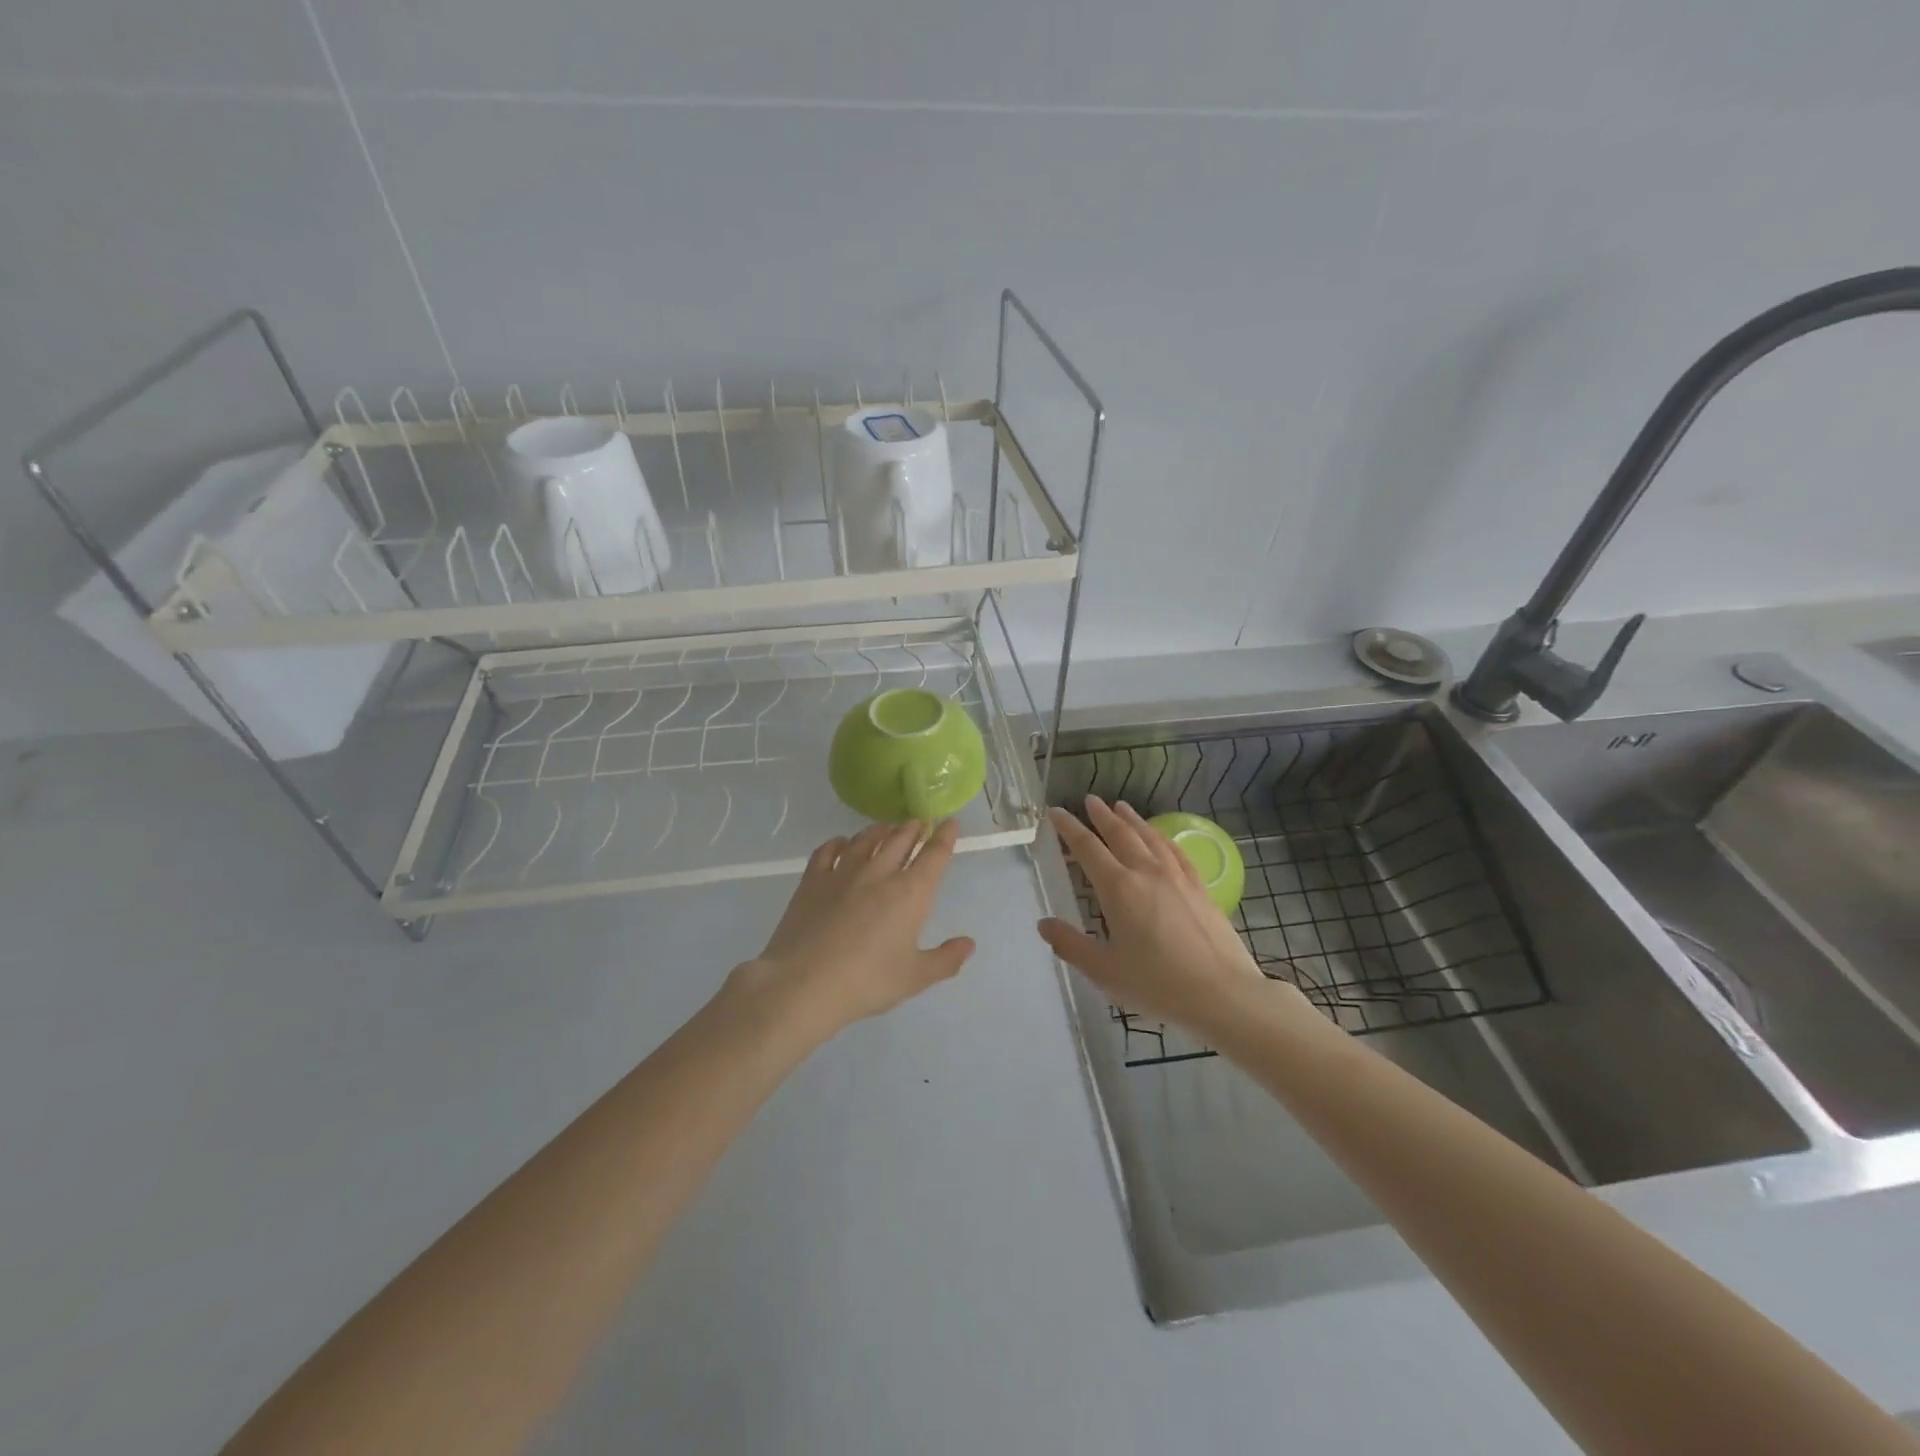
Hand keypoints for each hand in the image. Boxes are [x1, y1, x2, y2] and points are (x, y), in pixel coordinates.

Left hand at [726, 820, 974, 1044]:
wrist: (803, 983)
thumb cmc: (867, 982)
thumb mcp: (914, 978)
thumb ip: (945, 960)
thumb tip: (968, 944)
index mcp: (910, 893)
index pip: (934, 855)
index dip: (944, 836)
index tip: (950, 822)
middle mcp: (879, 873)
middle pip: (900, 840)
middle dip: (913, 828)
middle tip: (919, 822)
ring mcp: (843, 873)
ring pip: (865, 840)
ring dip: (880, 830)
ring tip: (885, 828)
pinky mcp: (813, 880)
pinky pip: (828, 850)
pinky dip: (839, 842)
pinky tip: (841, 843)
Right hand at [1038, 798, 1275, 1037]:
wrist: (1222, 994)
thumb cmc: (1157, 985)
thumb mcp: (1104, 971)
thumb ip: (1071, 945)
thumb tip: (1044, 924)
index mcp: (1118, 889)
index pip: (1088, 848)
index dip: (1070, 829)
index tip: (1056, 813)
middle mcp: (1147, 873)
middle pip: (1121, 834)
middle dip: (1102, 815)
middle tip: (1090, 800)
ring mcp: (1178, 877)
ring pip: (1150, 837)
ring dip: (1133, 820)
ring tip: (1121, 806)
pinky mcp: (1201, 888)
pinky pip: (1177, 852)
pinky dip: (1163, 838)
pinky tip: (1161, 838)